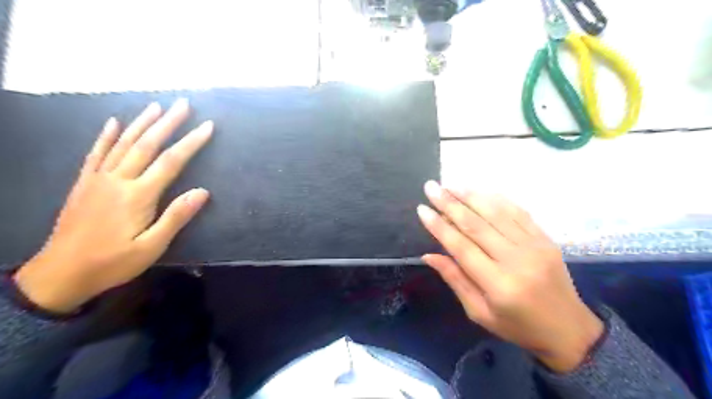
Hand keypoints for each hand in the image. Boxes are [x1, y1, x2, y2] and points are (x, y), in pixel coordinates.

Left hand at [13, 100, 212, 314]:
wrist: (61, 273)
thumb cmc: (113, 262)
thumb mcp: (151, 247)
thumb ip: (176, 217)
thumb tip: (203, 192)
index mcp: (138, 195)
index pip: (171, 162)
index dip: (191, 142)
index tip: (207, 126)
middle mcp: (118, 180)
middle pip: (147, 144)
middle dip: (168, 123)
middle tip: (183, 104)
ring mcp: (98, 179)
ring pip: (123, 143)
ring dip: (141, 123)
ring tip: (157, 106)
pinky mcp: (84, 183)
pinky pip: (96, 153)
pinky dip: (106, 135)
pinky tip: (113, 122)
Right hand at [418, 180, 601, 372]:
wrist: (568, 330)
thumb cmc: (517, 326)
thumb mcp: (479, 313)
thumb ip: (455, 280)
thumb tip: (429, 255)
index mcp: (498, 285)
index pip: (461, 247)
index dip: (439, 226)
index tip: (422, 209)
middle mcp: (516, 260)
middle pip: (476, 225)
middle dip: (450, 203)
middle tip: (431, 187)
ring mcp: (534, 246)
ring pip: (497, 213)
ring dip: (471, 196)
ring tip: (450, 184)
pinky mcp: (545, 239)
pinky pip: (518, 212)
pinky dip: (497, 199)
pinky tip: (480, 191)